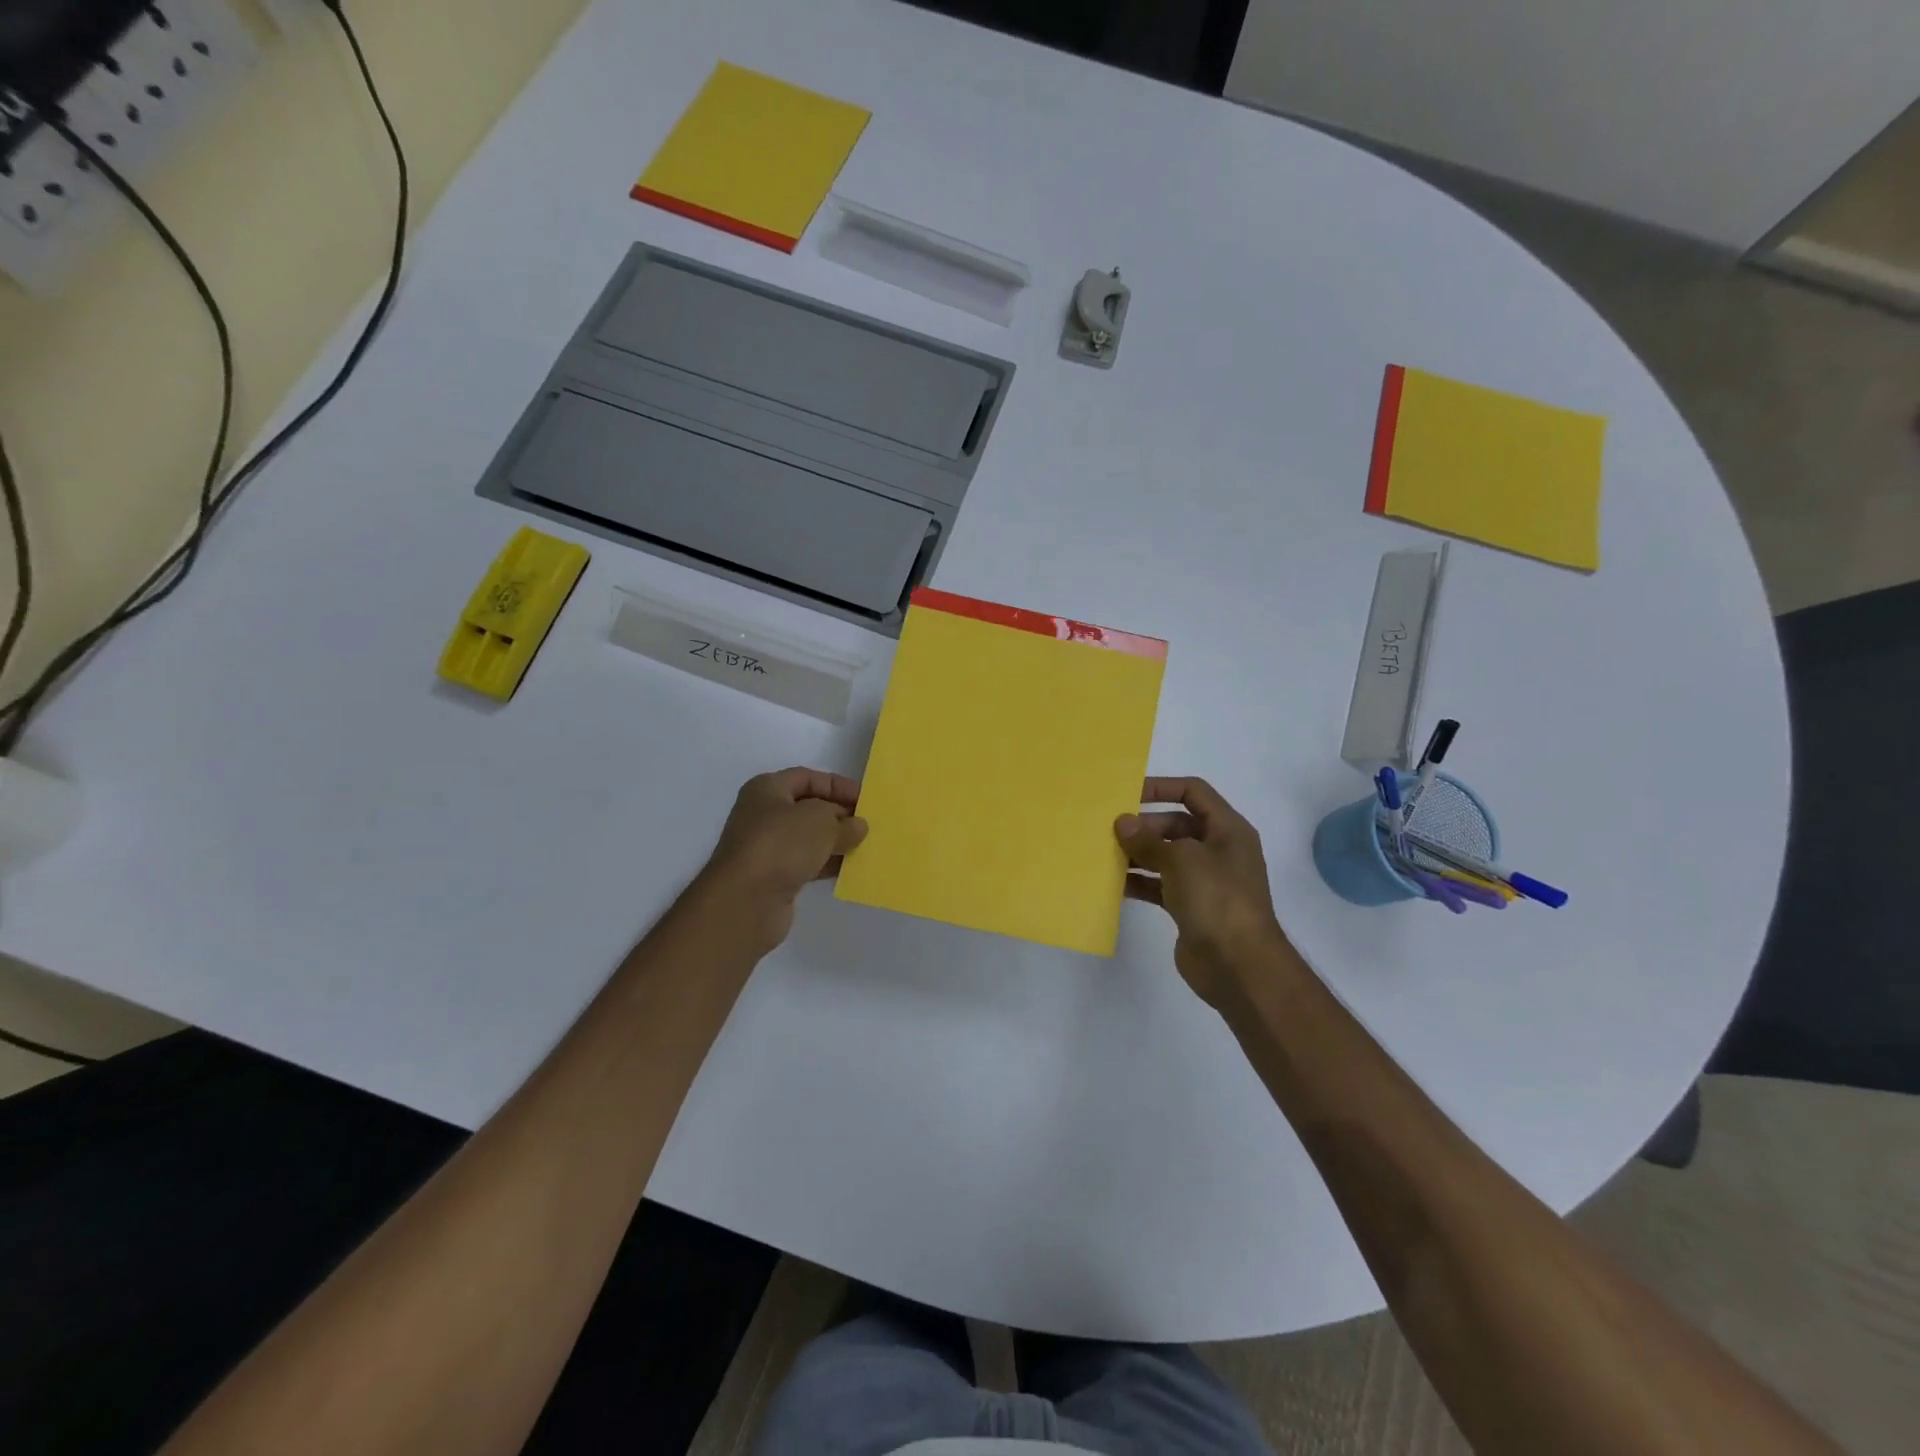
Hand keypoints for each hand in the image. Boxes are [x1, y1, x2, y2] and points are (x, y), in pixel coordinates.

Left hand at [697, 768, 867, 953]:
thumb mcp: (821, 821)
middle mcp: (763, 814)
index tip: (866, 799)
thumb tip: (857, 826)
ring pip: (809, 838)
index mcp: (767, 789)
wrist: (745, 900)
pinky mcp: (772, 877)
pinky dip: (827, 864)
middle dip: (839, 815)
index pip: (808, 778)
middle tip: (869, 824)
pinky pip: (806, 863)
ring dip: (836, 841)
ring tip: (865, 846)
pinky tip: (850, 869)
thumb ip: (844, 822)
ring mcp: (766, 847)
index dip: (838, 785)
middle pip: (808, 808)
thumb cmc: (781, 844)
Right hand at [1116, 777, 1287, 1007]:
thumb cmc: (1217, 898)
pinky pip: (1160, 885)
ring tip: (1104, 854)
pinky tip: (1113, 884)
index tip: (1127, 793)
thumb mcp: (1181, 859)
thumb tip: (1122, 823)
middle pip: (1176, 824)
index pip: (1193, 792)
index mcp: (1227, 829)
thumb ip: (1148, 840)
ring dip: (1137, 854)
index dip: (1161, 787)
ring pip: (1165, 856)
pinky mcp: (1190, 908)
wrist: (1239, 965)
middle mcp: (1218, 850)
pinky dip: (1139, 882)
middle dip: (1144, 825)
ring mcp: (1205, 881)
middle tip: (1109, 830)